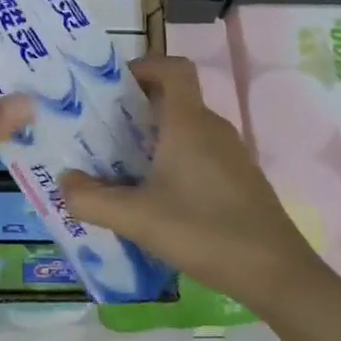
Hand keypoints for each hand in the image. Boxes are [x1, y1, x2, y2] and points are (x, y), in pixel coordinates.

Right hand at [60, 55, 324, 312]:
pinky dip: (172, 160)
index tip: (111, 87)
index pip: (172, 68)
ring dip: (151, 137)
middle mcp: (211, 128)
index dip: (143, 66)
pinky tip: (155, 197)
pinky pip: (198, 152)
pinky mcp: (238, 179)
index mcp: (188, 123)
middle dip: (134, 107)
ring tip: (118, 165)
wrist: (278, 275)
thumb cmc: (205, 232)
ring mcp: (230, 154)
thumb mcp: (137, 218)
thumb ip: (91, 200)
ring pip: (184, 128)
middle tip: (99, 131)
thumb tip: (63, 183)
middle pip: (173, 98)